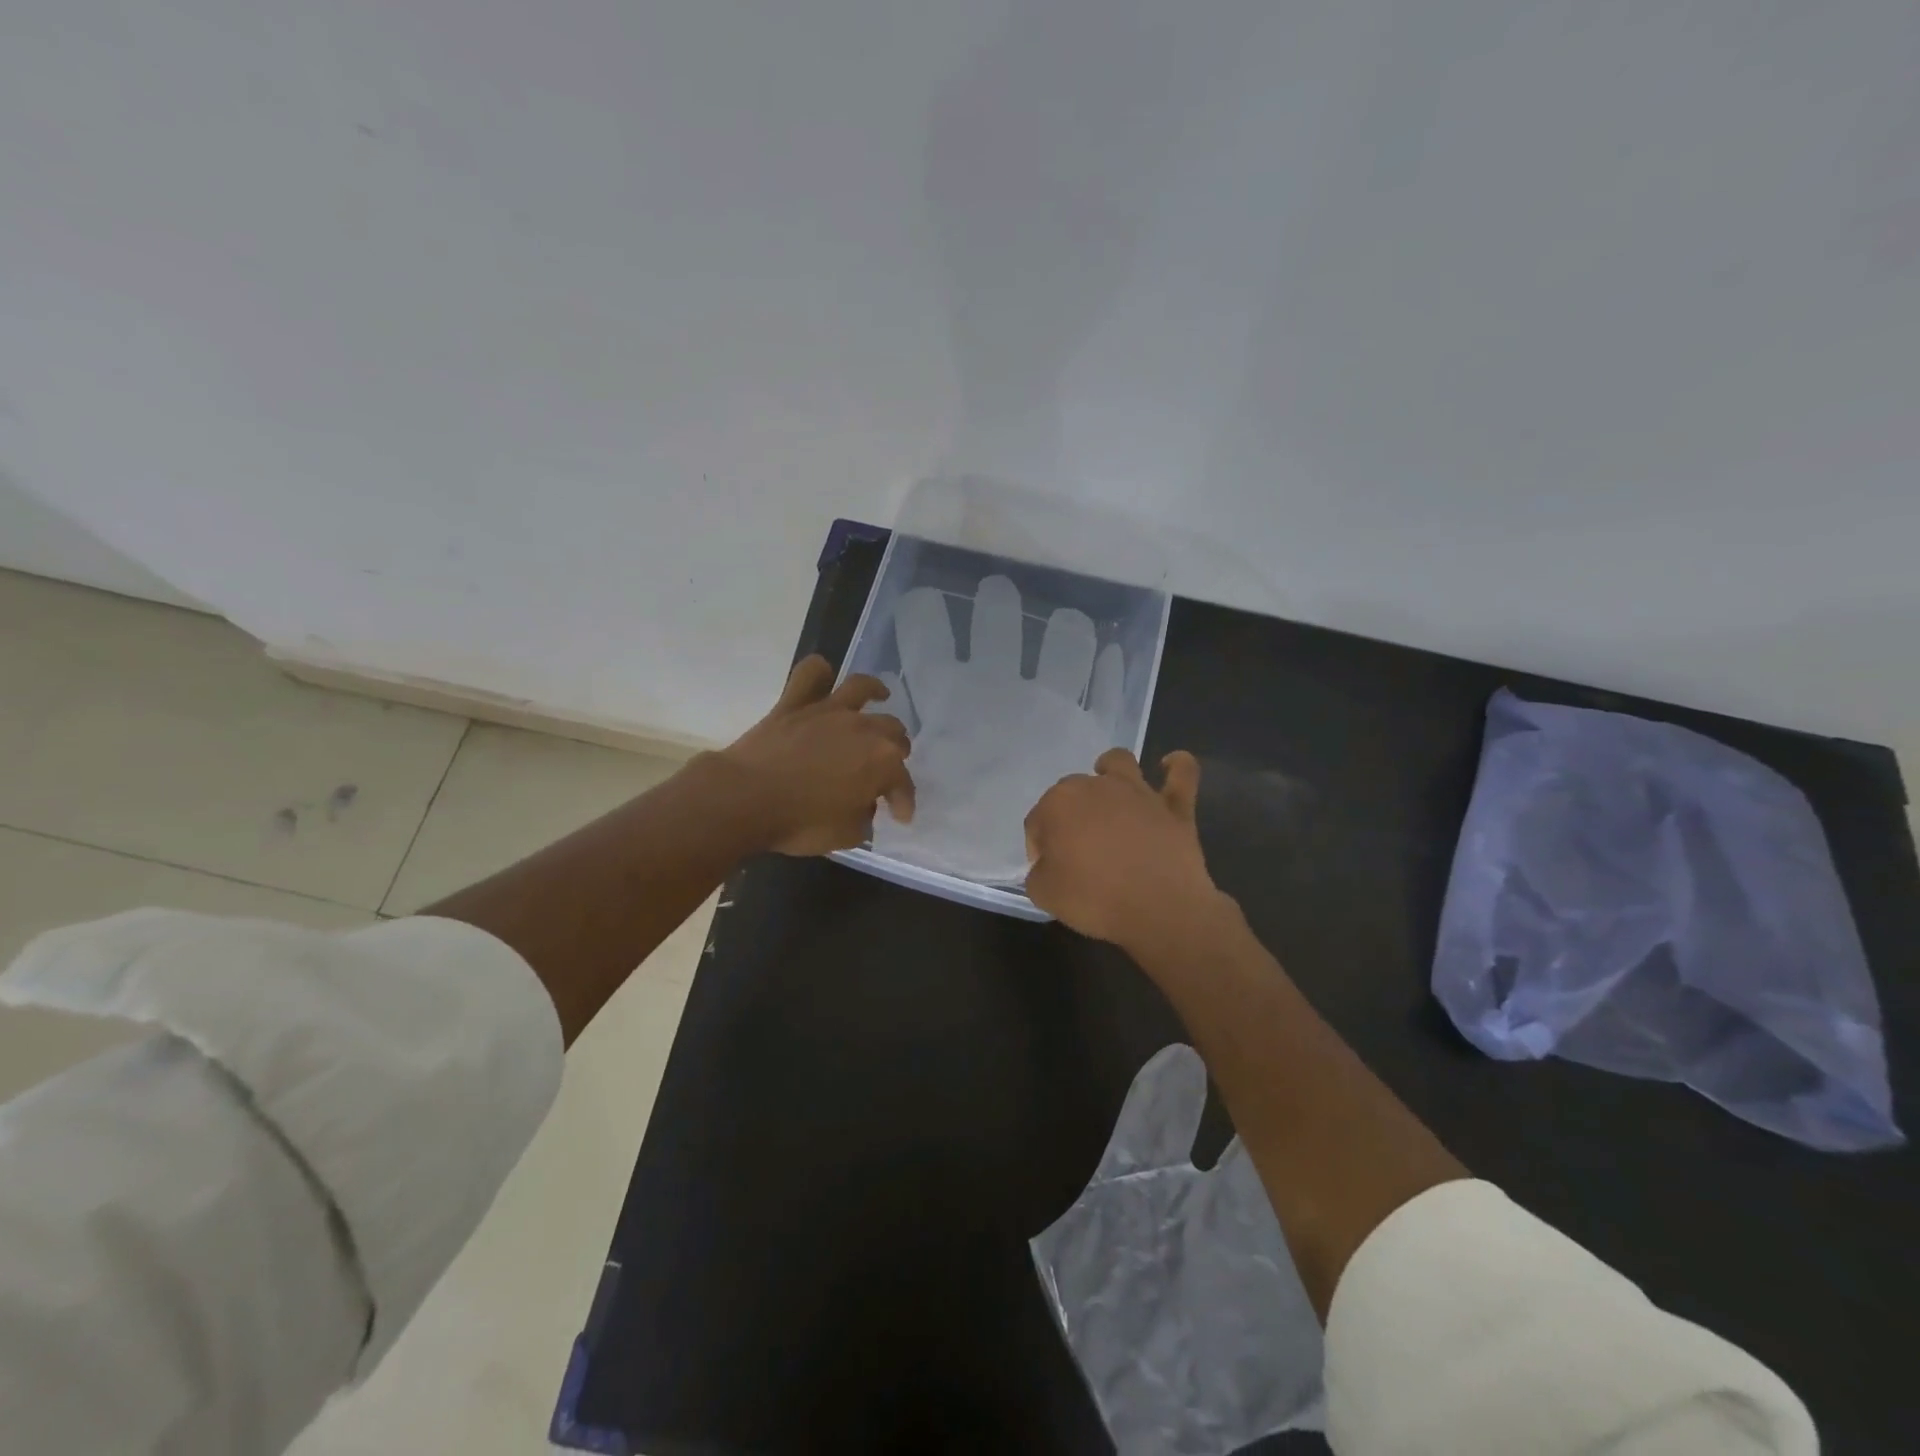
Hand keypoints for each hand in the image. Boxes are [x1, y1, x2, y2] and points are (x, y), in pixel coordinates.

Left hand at [720, 655, 916, 855]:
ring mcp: (828, 711)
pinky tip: (824, 674)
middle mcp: (863, 729)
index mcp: (883, 762)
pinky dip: (819, 671)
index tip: (900, 816)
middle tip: (887, 766)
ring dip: (875, 691)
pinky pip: (810, 674)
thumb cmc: (800, 823)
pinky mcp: (794, 703)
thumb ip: (863, 819)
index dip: (904, 801)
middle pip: (892, 732)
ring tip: (880, 695)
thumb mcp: (845, 835)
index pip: (903, 783)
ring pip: (861, 689)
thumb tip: (862, 807)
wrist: (746, 799)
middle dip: (896, 751)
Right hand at [1024, 748, 1223, 950]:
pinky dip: (1176, 766)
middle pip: (1072, 790)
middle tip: (1076, 850)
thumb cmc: (1095, 900)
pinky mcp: (1174, 805)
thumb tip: (1049, 866)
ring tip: (1110, 788)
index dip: (1039, 847)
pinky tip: (1169, 766)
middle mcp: (1095, 786)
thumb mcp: (1045, 895)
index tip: (1048, 871)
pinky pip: (1181, 772)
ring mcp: (1138, 792)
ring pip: (1119, 762)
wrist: (1159, 909)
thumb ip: (1039, 874)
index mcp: (1058, 804)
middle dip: (1069, 813)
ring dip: (1110, 769)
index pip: (1037, 821)